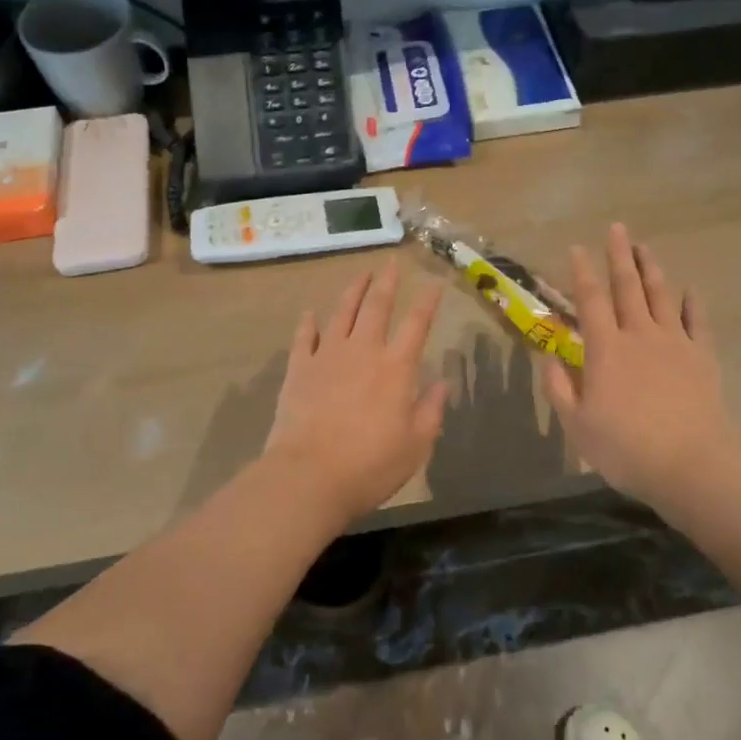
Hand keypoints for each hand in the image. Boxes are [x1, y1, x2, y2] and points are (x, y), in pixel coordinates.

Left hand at [264, 263, 449, 520]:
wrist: (309, 476)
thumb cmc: (370, 465)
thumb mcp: (416, 445)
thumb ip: (431, 410)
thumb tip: (442, 383)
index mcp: (396, 368)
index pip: (417, 323)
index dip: (428, 300)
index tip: (435, 281)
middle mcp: (363, 351)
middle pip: (377, 306)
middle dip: (387, 282)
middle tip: (392, 263)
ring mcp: (327, 356)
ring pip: (342, 312)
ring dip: (353, 291)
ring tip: (361, 275)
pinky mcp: (299, 369)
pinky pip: (304, 337)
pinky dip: (309, 322)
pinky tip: (311, 313)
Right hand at [540, 223, 740, 507]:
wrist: (691, 465)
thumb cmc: (626, 449)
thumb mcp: (578, 426)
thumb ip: (559, 390)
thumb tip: (547, 360)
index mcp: (606, 350)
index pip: (590, 301)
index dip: (581, 272)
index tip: (576, 247)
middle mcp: (639, 335)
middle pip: (627, 287)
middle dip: (619, 255)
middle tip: (617, 227)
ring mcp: (674, 343)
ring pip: (661, 295)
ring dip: (651, 268)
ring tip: (645, 247)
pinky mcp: (702, 357)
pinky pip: (696, 321)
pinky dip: (692, 303)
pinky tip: (690, 289)